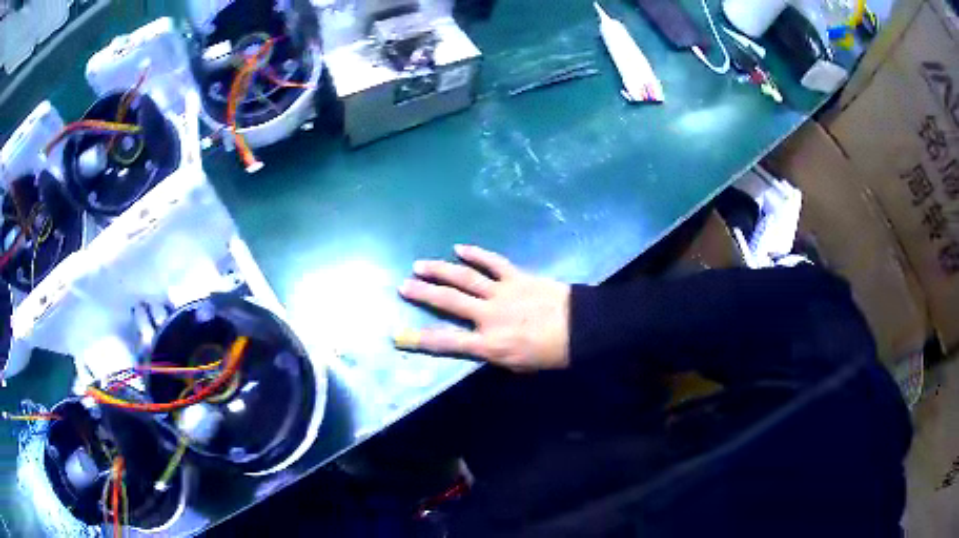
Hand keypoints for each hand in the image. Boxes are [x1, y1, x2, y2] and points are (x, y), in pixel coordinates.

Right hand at [394, 245, 570, 371]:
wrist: (582, 329)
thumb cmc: (551, 354)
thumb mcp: (517, 365)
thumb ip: (492, 354)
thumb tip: (475, 343)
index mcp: (489, 344)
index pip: (447, 343)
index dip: (420, 340)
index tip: (399, 335)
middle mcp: (489, 316)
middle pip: (449, 302)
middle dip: (423, 293)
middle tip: (403, 285)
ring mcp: (502, 292)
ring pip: (465, 278)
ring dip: (440, 270)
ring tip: (420, 265)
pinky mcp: (517, 276)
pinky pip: (493, 262)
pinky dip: (476, 254)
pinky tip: (459, 247)